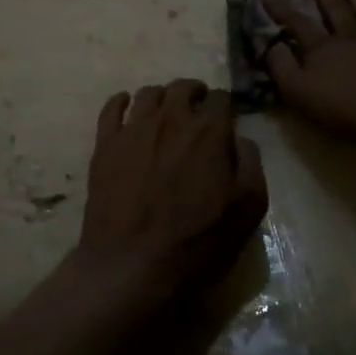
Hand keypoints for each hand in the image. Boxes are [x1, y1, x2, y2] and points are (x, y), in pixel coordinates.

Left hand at [76, 79, 267, 312]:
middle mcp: (171, 118)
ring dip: (162, 98)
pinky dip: (121, 102)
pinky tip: (127, 111)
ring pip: (148, 93)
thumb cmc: (198, 242)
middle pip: (183, 87)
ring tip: (164, 115)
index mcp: (209, 131)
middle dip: (194, 94)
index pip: (220, 97)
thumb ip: (250, 162)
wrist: (132, 267)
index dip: (224, 107)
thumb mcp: (249, 207)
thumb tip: (238, 138)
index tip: (224, 122)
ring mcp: (134, 129)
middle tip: (197, 113)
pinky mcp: (105, 144)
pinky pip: (111, 107)